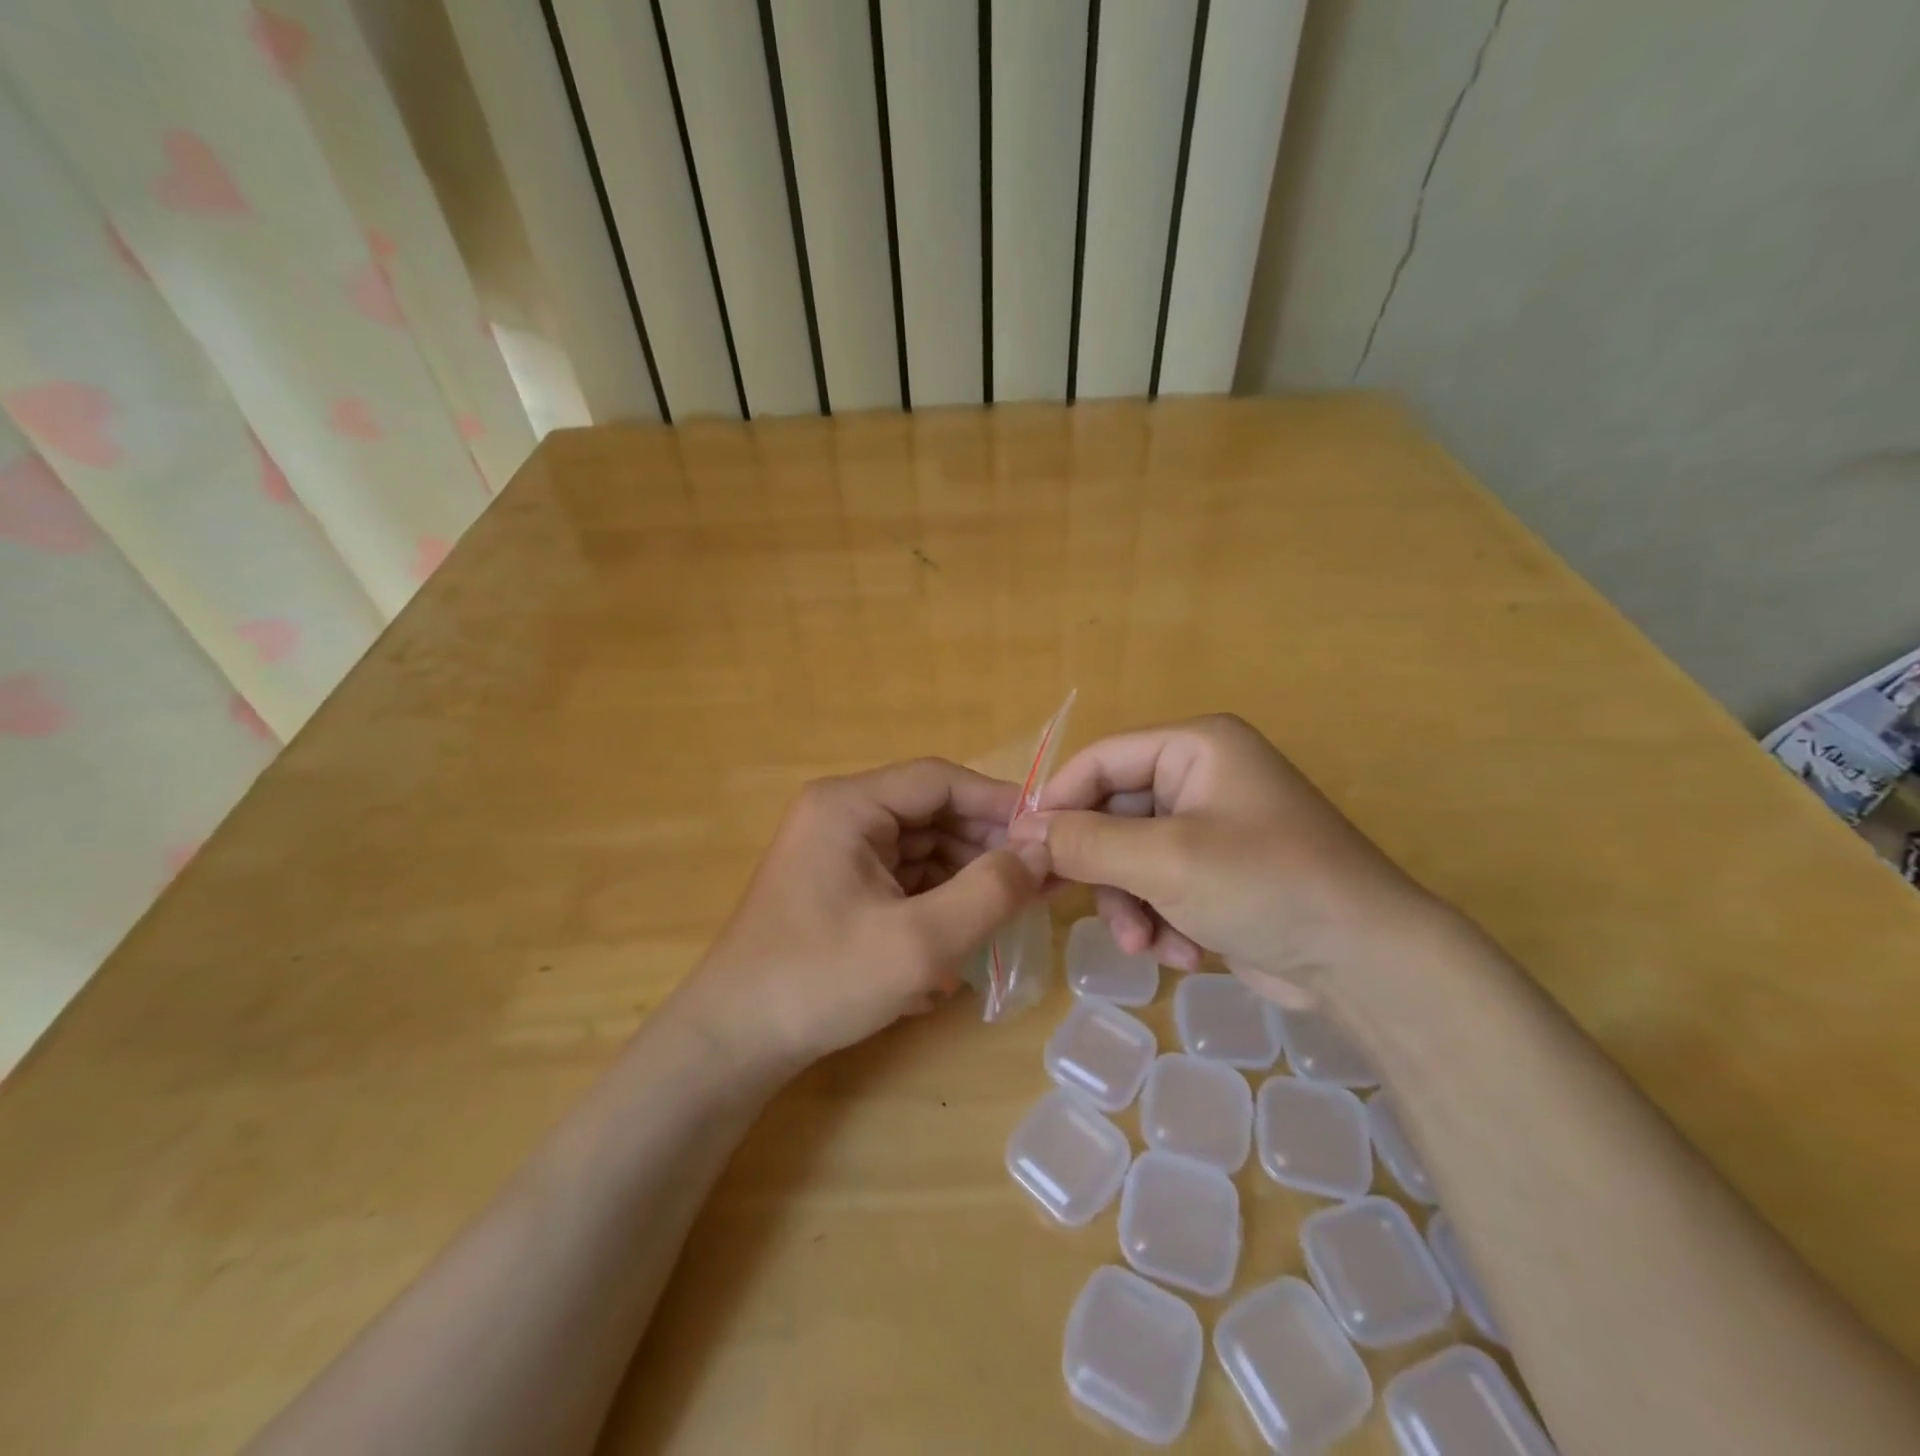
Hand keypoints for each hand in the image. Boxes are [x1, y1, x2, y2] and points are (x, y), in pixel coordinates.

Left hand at [682, 759, 1050, 1068]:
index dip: (998, 801)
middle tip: (1041, 877)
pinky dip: (940, 894)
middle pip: (932, 811)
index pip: (939, 780)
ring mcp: (839, 849)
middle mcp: (842, 814)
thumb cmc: (821, 982)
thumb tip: (1043, 852)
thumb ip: (988, 893)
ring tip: (1017, 905)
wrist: (734, 1043)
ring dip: (968, 872)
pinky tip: (971, 925)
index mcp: (848, 805)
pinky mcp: (841, 884)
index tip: (1049, 832)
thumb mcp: (918, 942)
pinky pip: (904, 874)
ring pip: (923, 845)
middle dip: (986, 843)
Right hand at [1013, 714, 1445, 1004]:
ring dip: (1131, 904)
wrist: (1369, 964)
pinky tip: (1184, 951)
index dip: (1057, 802)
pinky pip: (1162, 884)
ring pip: (1132, 857)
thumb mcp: (1164, 861)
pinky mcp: (1220, 872)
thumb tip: (1022, 832)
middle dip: (1104, 870)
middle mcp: (1202, 776)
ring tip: (1145, 945)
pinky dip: (1162, 919)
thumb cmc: (1264, 885)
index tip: (1022, 847)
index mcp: (1195, 747)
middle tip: (1073, 907)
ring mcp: (1212, 826)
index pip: (1100, 760)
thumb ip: (1085, 842)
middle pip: (1114, 814)